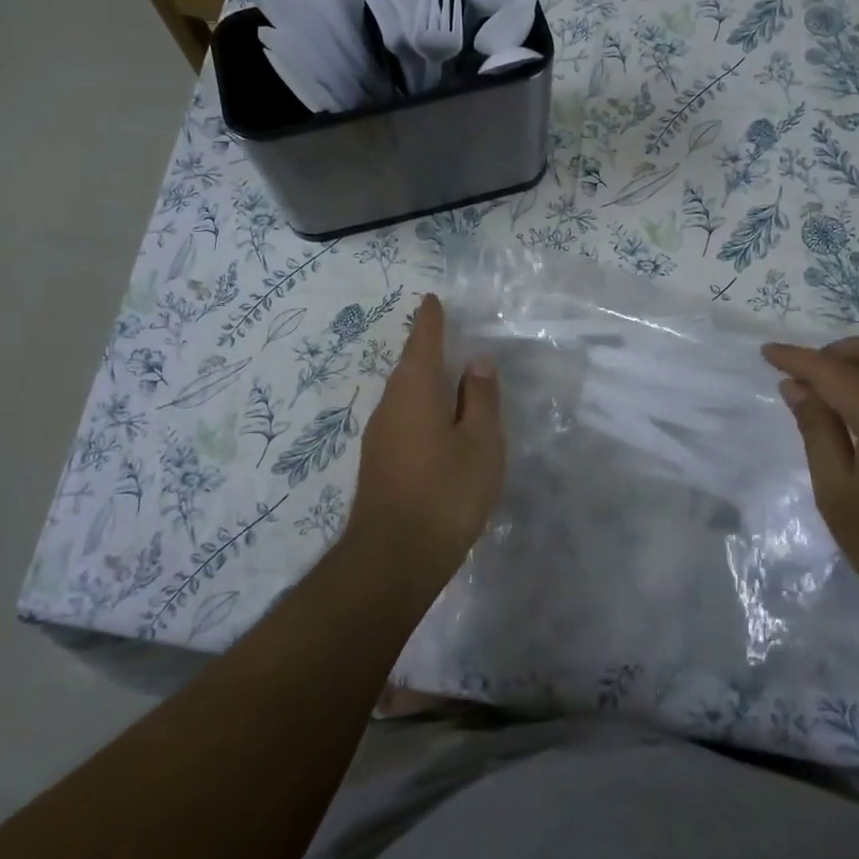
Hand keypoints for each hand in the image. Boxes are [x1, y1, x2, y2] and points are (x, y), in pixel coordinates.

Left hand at [344, 293, 503, 591]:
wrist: (393, 558)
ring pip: (404, 395)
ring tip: (448, 378)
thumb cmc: (445, 493)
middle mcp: (389, 405)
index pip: (422, 342)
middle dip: (427, 349)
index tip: (433, 300)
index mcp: (414, 391)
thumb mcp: (479, 444)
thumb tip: (476, 362)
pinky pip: (402, 418)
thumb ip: (480, 400)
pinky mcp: (378, 462)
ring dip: (424, 381)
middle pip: (409, 367)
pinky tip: (436, 424)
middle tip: (447, 335)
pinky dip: (421, 408)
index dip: (430, 320)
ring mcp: (379, 435)